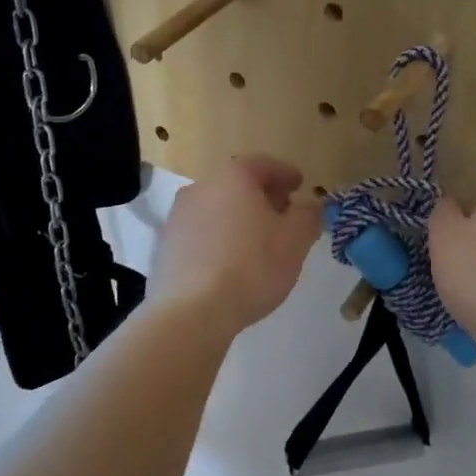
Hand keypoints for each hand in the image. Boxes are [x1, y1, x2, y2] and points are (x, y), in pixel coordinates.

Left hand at [150, 155, 320, 334]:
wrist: (192, 311)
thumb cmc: (252, 266)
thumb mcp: (296, 240)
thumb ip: (308, 215)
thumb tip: (309, 204)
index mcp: (233, 177)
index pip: (264, 164)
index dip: (286, 174)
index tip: (300, 186)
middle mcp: (200, 188)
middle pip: (237, 184)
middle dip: (263, 197)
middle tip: (283, 214)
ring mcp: (178, 217)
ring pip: (217, 209)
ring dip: (239, 218)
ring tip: (259, 242)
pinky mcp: (166, 246)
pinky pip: (202, 233)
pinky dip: (220, 239)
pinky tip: (232, 262)